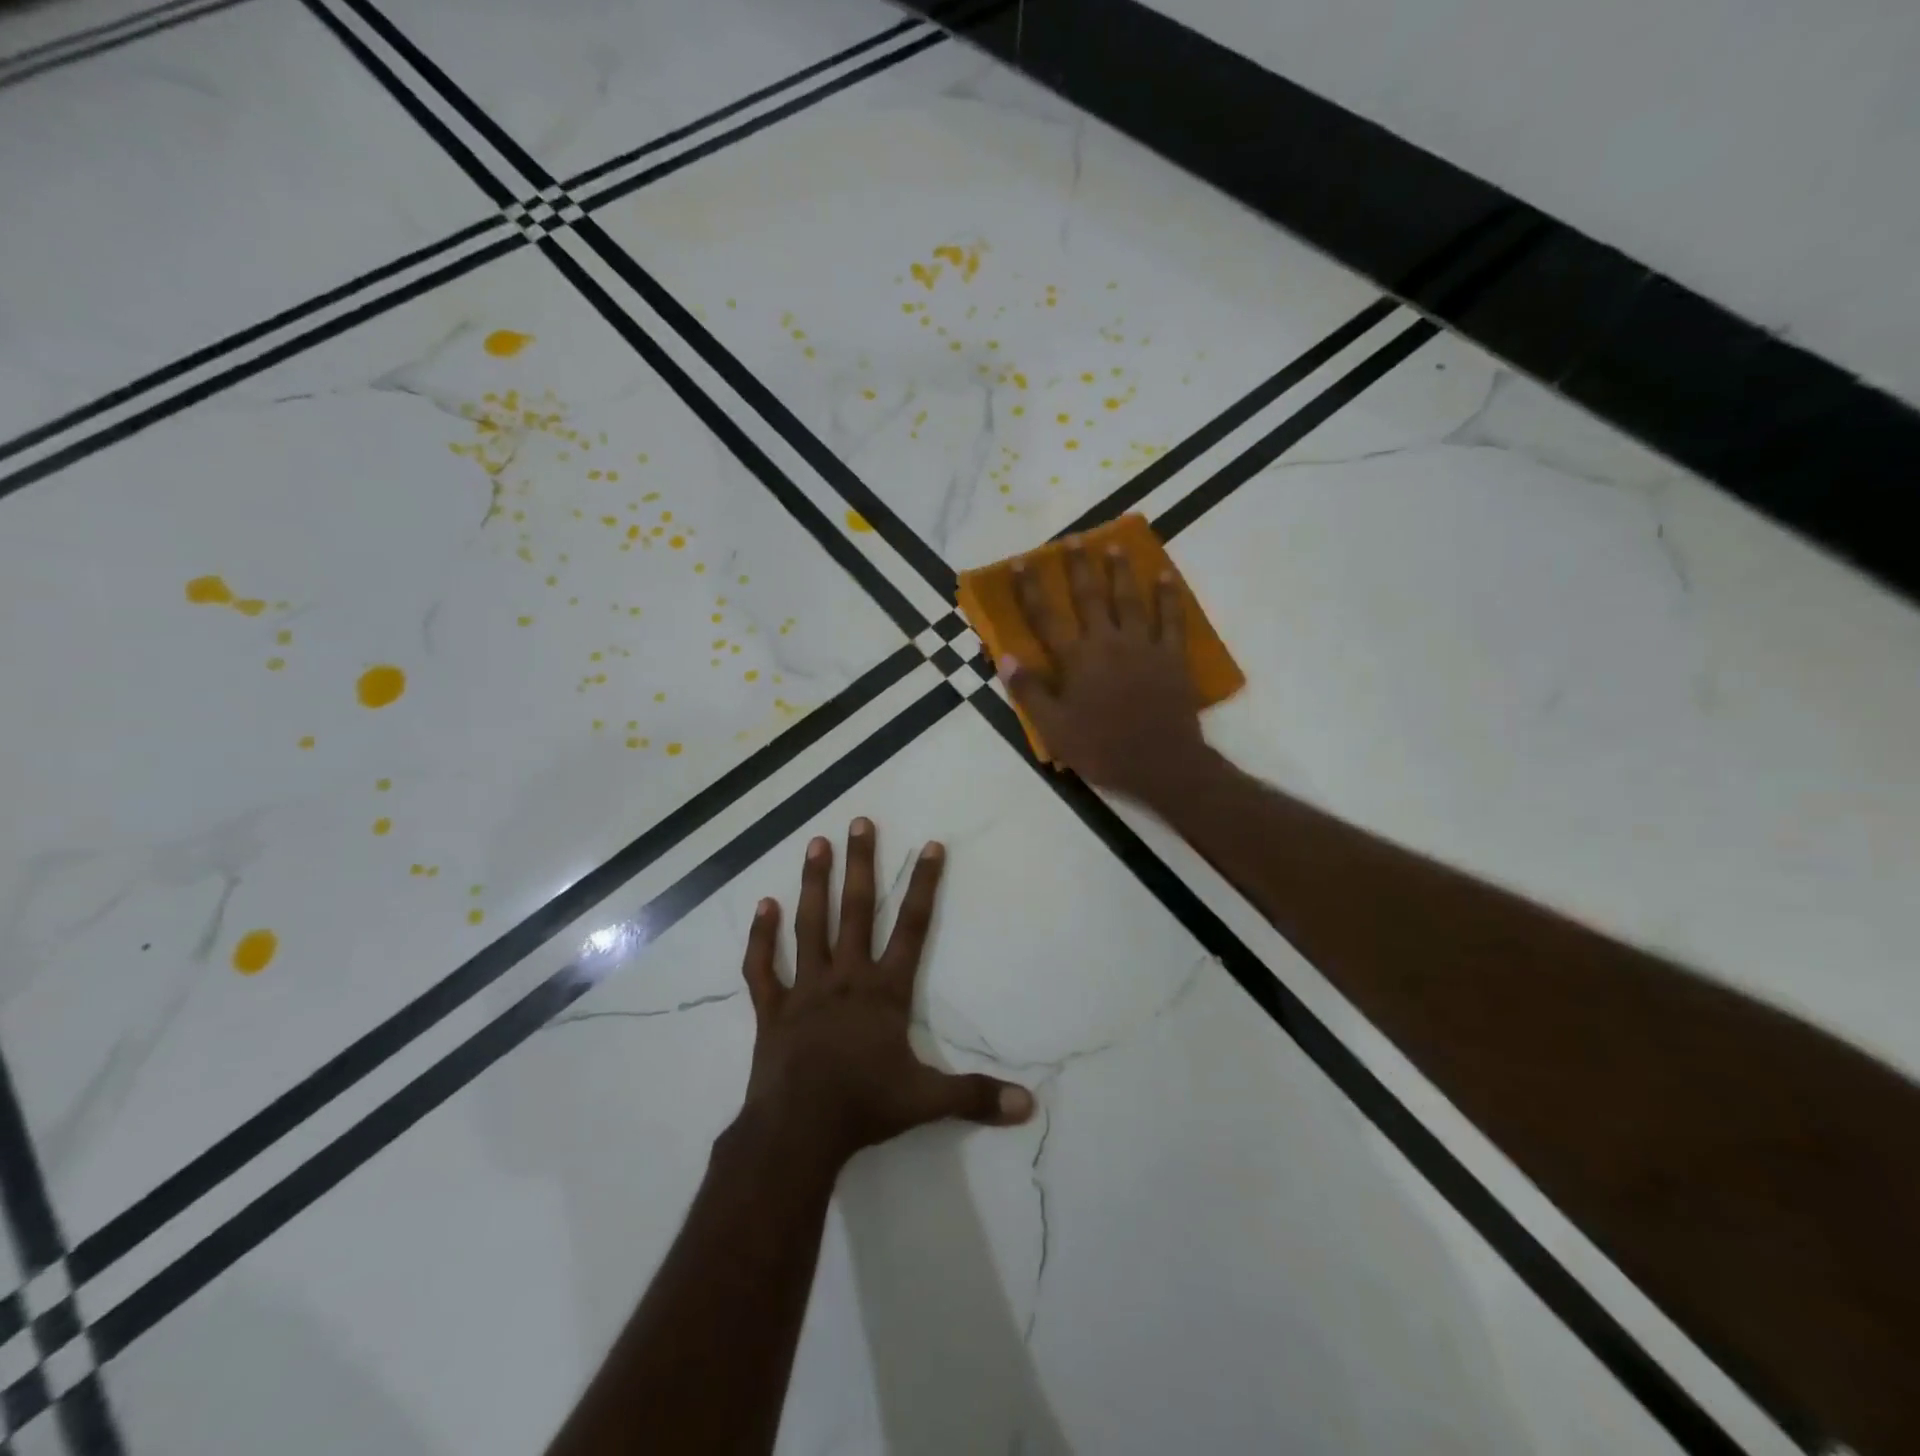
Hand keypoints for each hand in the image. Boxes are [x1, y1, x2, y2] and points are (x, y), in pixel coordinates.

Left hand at [737, 819, 1034, 1170]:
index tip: (930, 846)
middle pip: (857, 910)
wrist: (798, 1132)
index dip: (924, 885)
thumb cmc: (865, 1107)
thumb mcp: (928, 1101)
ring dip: (814, 883)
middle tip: (859, 822)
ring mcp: (805, 989)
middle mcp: (846, 977)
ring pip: (810, 925)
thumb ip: (977, 1096)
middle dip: (861, 864)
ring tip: (816, 843)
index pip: (913, 927)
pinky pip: (763, 966)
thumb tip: (1029, 1106)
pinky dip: (761, 937)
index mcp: (884, 991)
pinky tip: (763, 906)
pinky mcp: (772, 1008)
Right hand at [1001, 539, 1212, 803]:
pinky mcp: (1171, 656)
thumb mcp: (1054, 728)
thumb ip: (1030, 691)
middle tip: (1073, 539)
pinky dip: (1169, 596)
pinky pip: (1171, 619)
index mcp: (1075, 660)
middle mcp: (1107, 642)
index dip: (1030, 589)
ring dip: (1120, 571)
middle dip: (1078, 567)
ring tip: (1114, 546)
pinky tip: (1165, 575)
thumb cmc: (1101, 749)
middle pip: (1089, 597)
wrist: (1160, 763)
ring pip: (1130, 599)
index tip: (1020, 562)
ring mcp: (1143, 646)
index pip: (1045, 618)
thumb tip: (1006, 657)